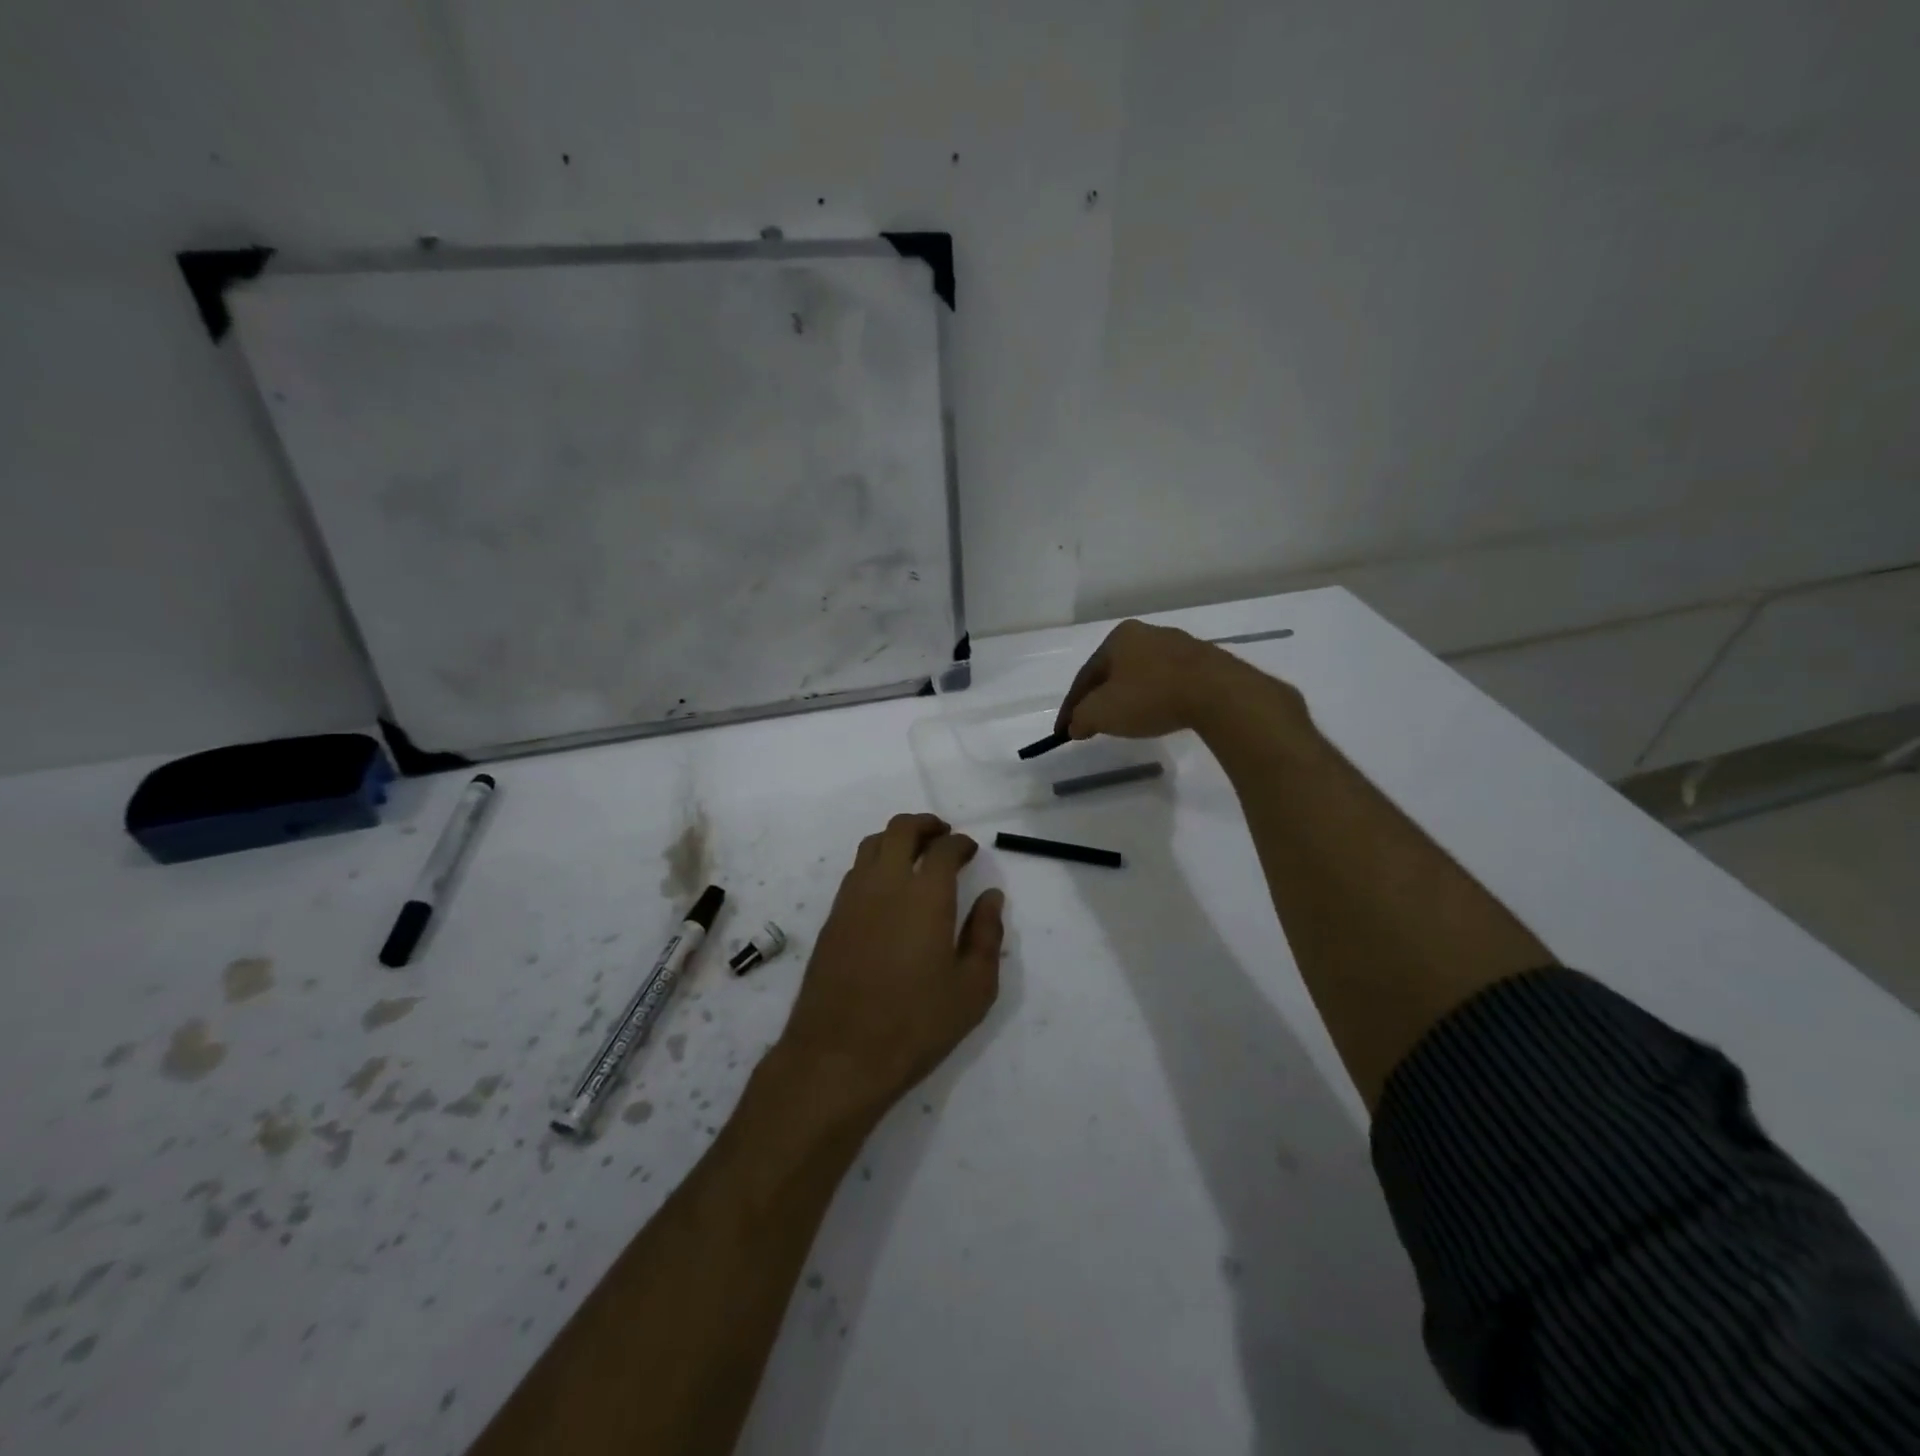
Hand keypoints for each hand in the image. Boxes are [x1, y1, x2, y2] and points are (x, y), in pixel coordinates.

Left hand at [777, 813, 1004, 1117]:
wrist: (838, 1055)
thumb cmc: (916, 1024)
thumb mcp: (973, 989)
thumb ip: (986, 936)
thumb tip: (991, 897)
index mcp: (925, 895)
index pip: (944, 849)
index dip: (960, 843)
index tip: (970, 850)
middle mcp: (885, 884)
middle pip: (900, 830)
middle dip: (925, 825)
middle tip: (943, 835)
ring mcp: (852, 898)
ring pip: (872, 845)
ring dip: (896, 839)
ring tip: (914, 855)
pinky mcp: (831, 918)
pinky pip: (855, 871)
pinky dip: (875, 863)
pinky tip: (887, 889)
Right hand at [1056, 619, 1302, 740]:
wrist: (1216, 693)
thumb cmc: (1150, 696)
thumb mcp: (1102, 713)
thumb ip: (1081, 718)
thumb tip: (1075, 725)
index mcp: (1118, 638)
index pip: (1085, 676)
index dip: (1071, 707)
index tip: (1063, 732)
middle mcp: (1147, 633)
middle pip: (1113, 672)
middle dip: (1100, 698)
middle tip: (1092, 724)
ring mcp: (1178, 645)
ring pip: (1142, 675)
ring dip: (1128, 698)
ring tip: (1124, 722)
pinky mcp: (1204, 662)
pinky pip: (1168, 682)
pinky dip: (1155, 698)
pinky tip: (1157, 713)